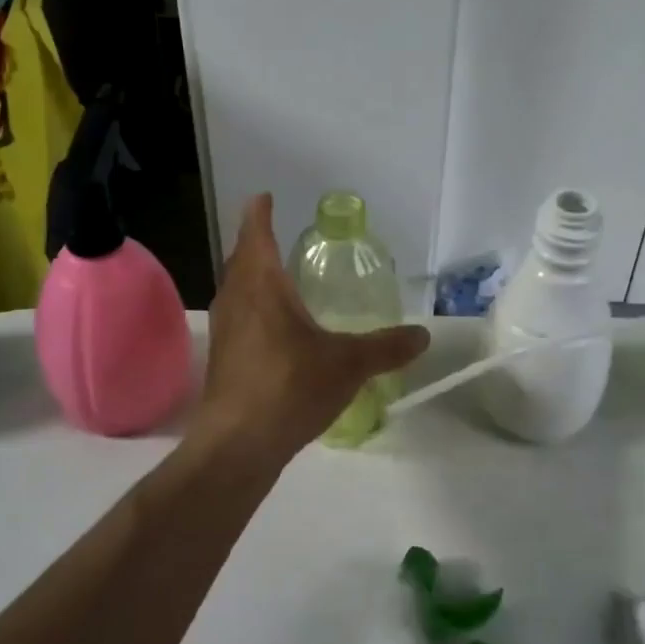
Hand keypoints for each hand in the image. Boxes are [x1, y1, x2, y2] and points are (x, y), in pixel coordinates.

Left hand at [192, 195, 427, 465]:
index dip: (259, 214)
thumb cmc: (289, 387)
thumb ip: (385, 347)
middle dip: (255, 244)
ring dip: (251, 278)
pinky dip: (252, 310)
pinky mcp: (222, 360)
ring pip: (236, 291)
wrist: (237, 445)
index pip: (256, 235)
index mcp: (261, 286)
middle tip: (275, 236)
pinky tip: (273, 331)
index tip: (263, 197)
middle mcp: (236, 300)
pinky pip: (238, 319)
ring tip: (276, 280)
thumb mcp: (347, 364)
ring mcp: (224, 331)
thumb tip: (422, 336)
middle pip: (241, 260)